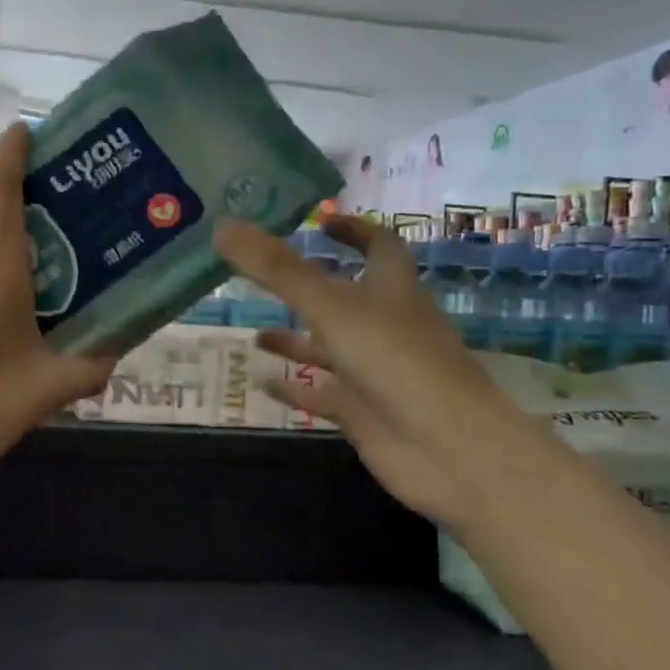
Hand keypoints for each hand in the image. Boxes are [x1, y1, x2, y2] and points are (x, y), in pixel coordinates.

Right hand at [214, 216, 541, 528]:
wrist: (446, 448)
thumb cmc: (395, 360)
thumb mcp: (330, 307)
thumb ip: (276, 269)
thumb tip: (223, 225)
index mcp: (391, 289)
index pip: (379, 246)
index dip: (354, 230)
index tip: (320, 222)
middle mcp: (384, 324)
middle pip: (346, 296)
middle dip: (309, 286)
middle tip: (263, 277)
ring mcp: (374, 370)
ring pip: (329, 347)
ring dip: (295, 339)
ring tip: (254, 334)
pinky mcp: (362, 410)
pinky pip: (321, 393)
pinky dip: (293, 387)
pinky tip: (260, 382)